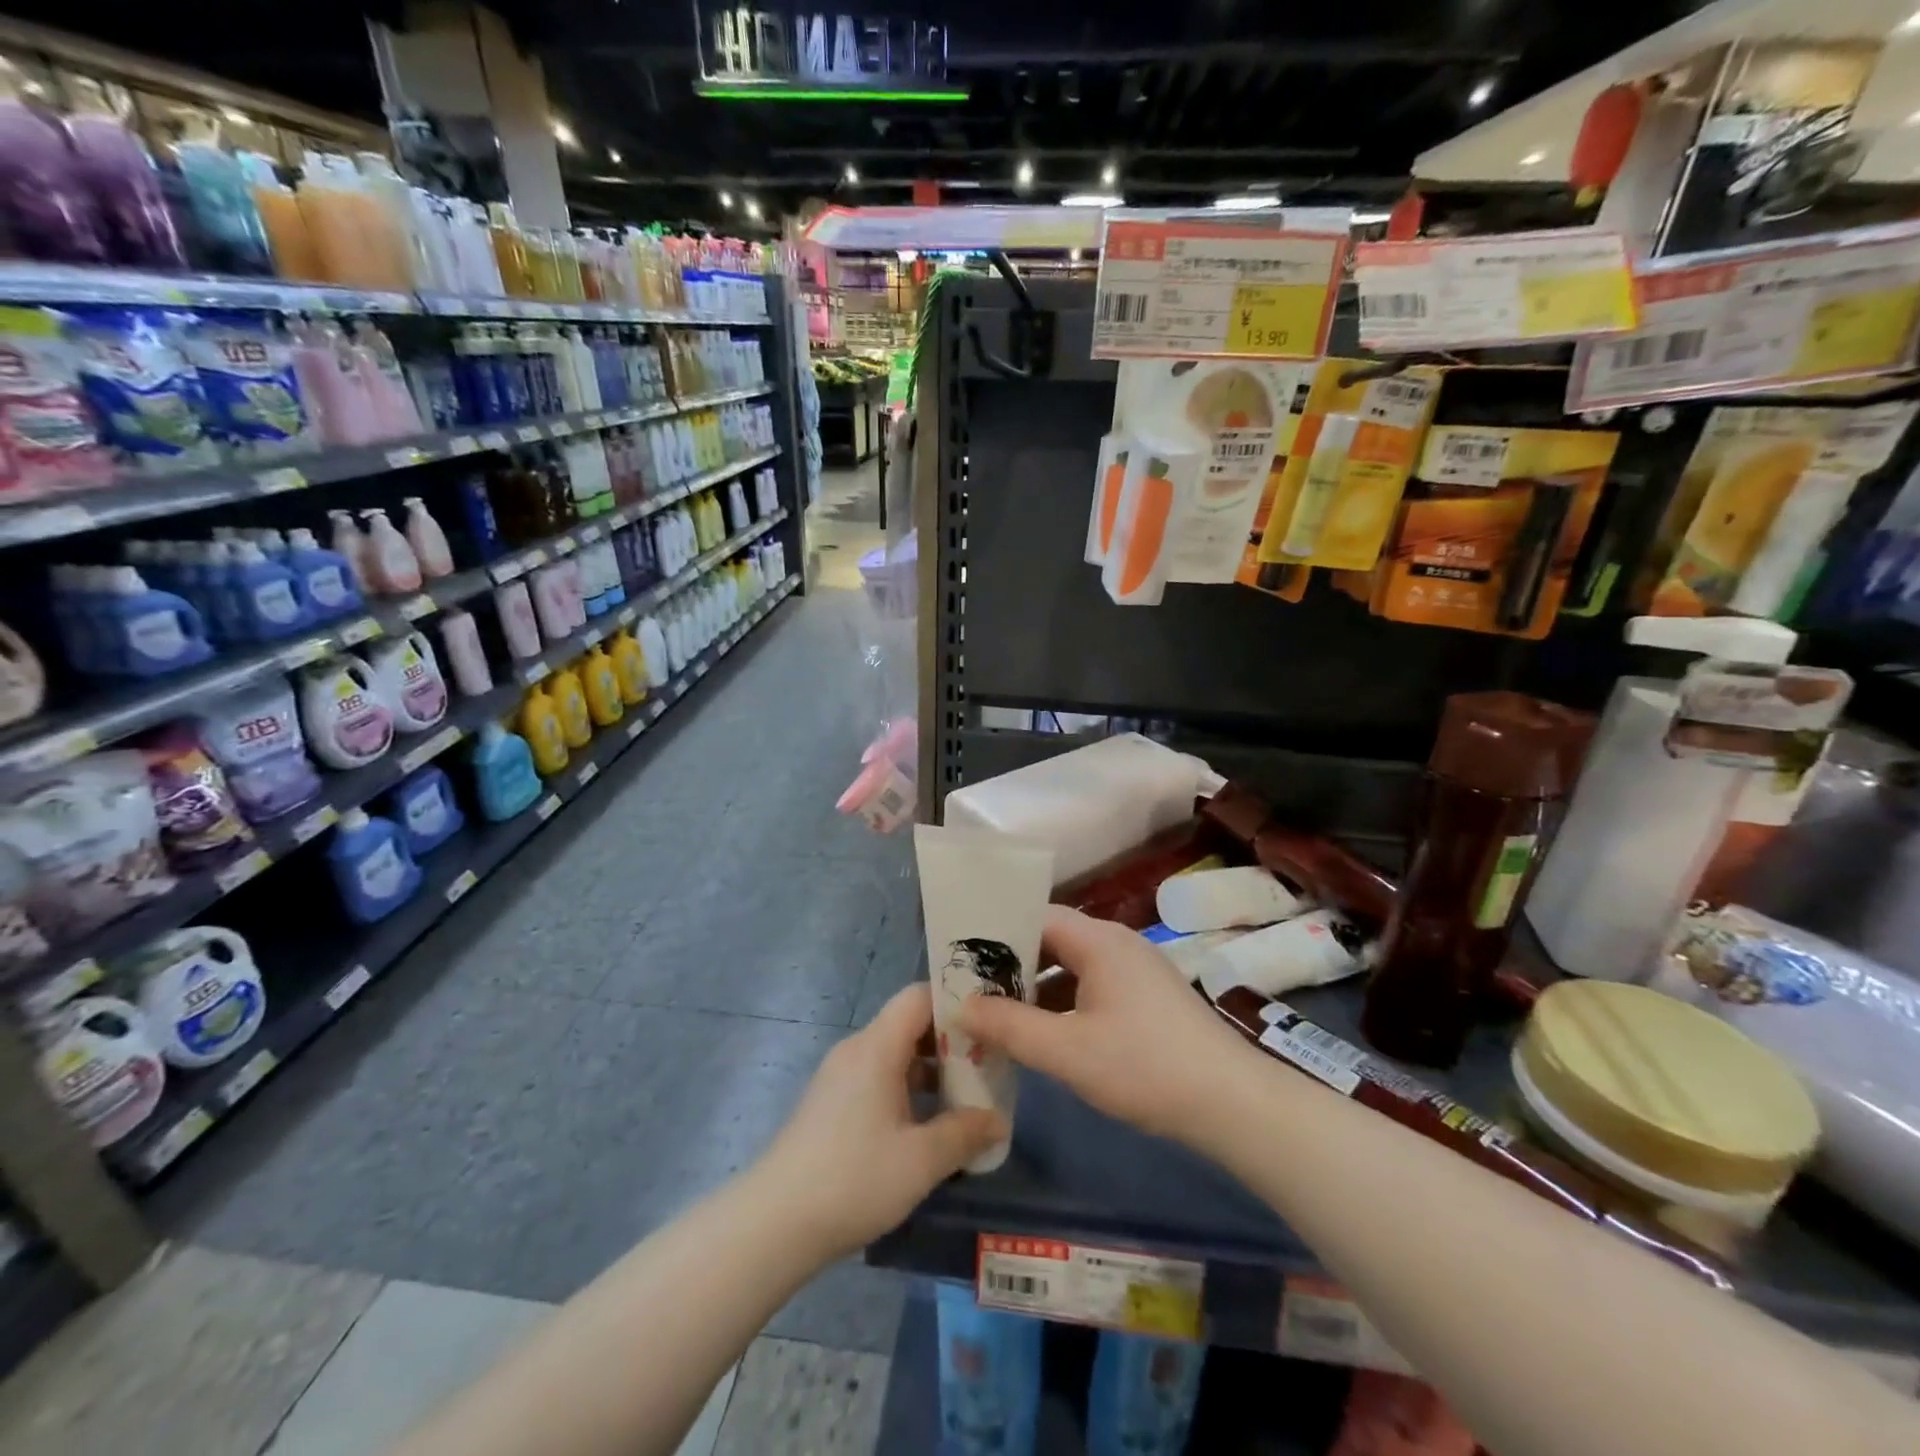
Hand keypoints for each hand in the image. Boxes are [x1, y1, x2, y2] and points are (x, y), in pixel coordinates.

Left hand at [755, 984, 1006, 1258]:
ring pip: (895, 1055)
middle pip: (909, 1024)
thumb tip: (999, 1120)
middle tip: (989, 1065)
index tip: (991, 1023)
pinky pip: (878, 1078)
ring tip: (967, 1098)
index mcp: (877, 1047)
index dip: (956, 1002)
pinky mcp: (831, 1104)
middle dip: (951, 1042)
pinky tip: (928, 1126)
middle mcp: (857, 1050)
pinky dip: (908, 1089)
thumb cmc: (853, 1179)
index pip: (919, 996)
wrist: (774, 1223)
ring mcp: (840, 1077)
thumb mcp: (921, 1160)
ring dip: (931, 1070)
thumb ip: (965, 1134)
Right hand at [960, 906, 1251, 1143]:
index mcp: (1098, 941)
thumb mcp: (1067, 1051)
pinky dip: (1062, 1004)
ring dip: (1035, 988)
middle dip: (1011, 965)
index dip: (996, 932)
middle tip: (970, 988)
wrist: (1232, 1103)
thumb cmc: (1144, 1066)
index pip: (1035, 915)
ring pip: (1070, 967)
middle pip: (1051, 940)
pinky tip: (1043, 1034)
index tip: (961, 956)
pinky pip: (1091, 987)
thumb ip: (1010, 1027)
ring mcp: (1134, 971)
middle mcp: (1116, 944)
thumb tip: (961, 1007)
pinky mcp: (1145, 999)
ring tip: (996, 1014)